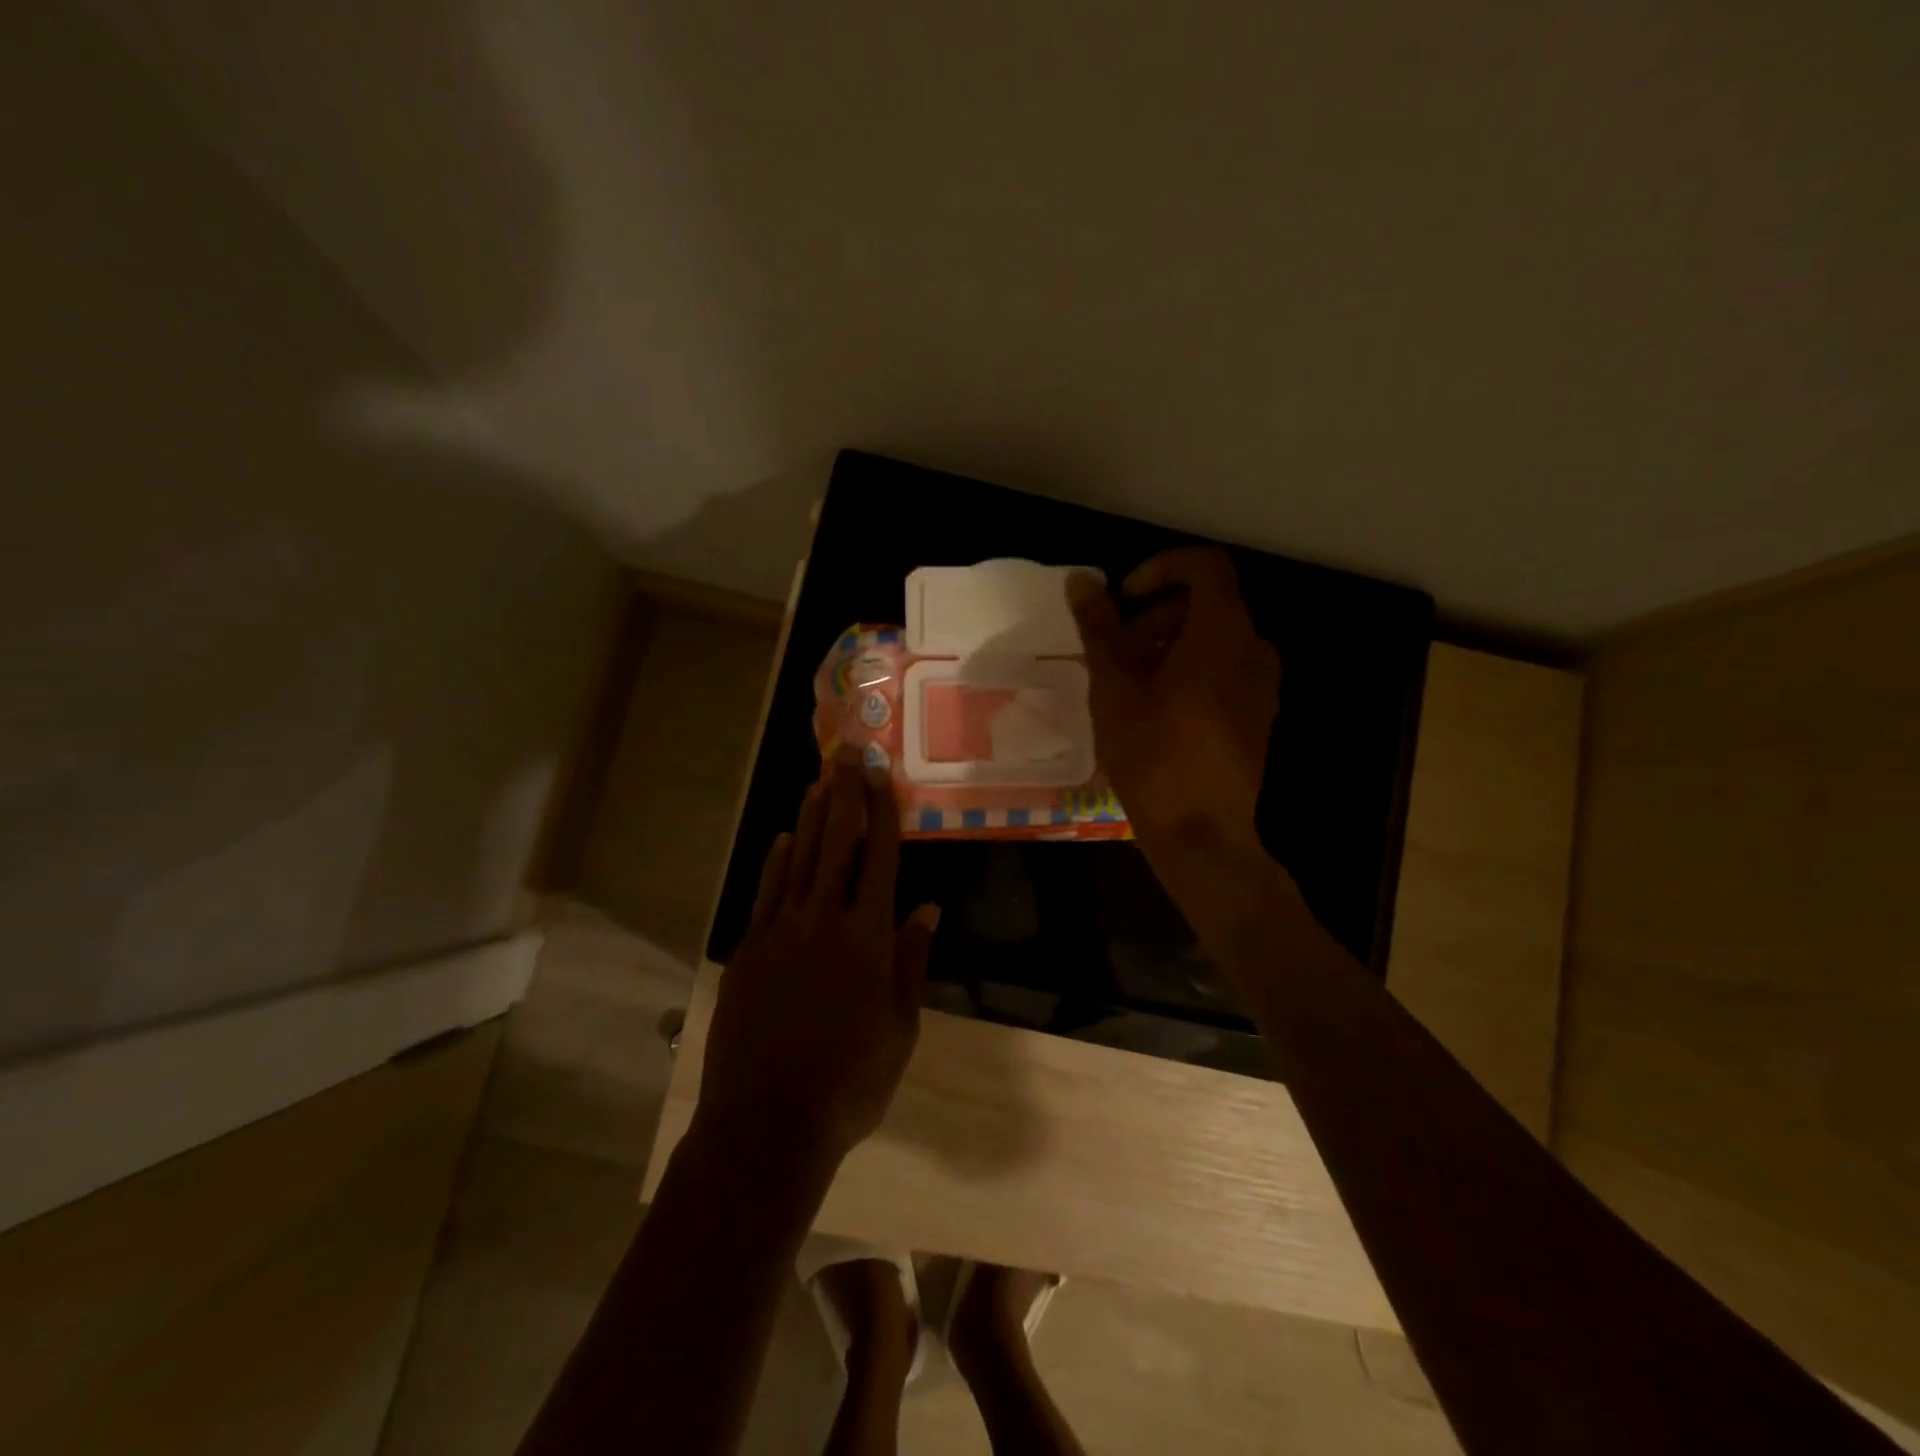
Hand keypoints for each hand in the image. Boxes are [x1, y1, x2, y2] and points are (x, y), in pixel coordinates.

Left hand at [697, 747, 939, 1171]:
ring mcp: (782, 933)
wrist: (768, 1123)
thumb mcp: (900, 1029)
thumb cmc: (850, 1082)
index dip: (882, 811)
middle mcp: (825, 922)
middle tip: (847, 755)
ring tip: (819, 780)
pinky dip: (777, 862)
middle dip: (845, 796)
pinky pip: (767, 894)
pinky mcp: (750, 951)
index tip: (881, 774)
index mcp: (869, 939)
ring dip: (811, 818)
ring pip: (800, 861)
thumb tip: (928, 909)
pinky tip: (784, 839)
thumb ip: (912, 962)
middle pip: (837, 845)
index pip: (880, 858)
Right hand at [1068, 547, 1279, 857]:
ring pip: (1214, 640)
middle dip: (1157, 615)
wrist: (1201, 833)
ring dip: (1168, 645)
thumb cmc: (1153, 755)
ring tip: (1127, 683)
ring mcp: (1262, 685)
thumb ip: (1099, 629)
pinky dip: (1189, 670)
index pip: (1206, 566)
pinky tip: (1153, 708)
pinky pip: (1224, 670)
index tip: (1125, 598)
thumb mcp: (1115, 688)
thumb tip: (1081, 580)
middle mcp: (1254, 650)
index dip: (1162, 568)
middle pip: (1208, 604)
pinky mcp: (1258, 715)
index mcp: (1224, 634)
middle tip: (1115, 650)